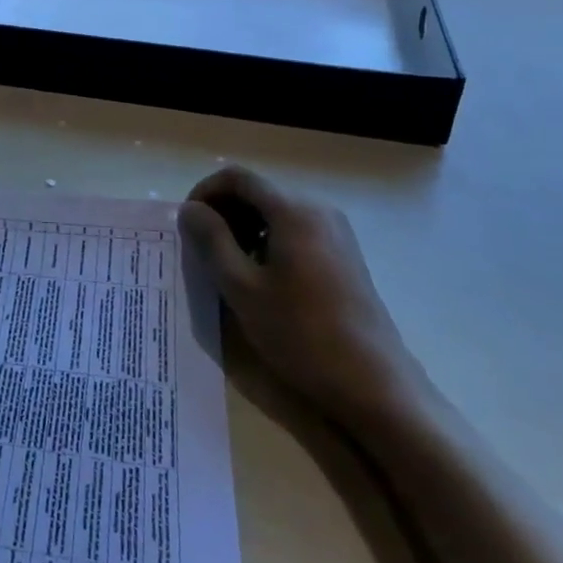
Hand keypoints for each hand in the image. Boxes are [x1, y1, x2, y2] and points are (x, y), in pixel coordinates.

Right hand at [178, 166, 427, 424]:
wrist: (374, 384)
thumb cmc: (301, 333)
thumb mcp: (241, 287)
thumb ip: (211, 241)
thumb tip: (190, 209)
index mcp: (292, 210)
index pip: (237, 177)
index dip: (205, 192)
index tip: (187, 224)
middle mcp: (317, 208)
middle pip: (258, 191)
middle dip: (224, 211)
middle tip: (203, 248)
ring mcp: (336, 230)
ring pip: (276, 211)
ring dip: (245, 226)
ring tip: (228, 265)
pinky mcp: (344, 253)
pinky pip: (296, 229)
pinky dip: (269, 239)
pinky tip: (262, 276)